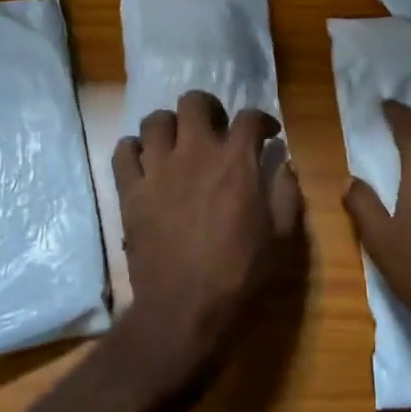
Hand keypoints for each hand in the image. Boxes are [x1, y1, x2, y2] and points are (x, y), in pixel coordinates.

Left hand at [113, 91, 301, 384]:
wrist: (185, 309)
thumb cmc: (239, 275)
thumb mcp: (282, 237)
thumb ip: (287, 194)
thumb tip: (284, 165)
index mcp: (235, 161)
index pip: (249, 118)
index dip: (261, 120)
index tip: (266, 134)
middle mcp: (195, 152)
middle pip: (194, 102)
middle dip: (207, 109)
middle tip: (214, 129)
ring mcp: (158, 168)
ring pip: (155, 120)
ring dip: (169, 127)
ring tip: (177, 145)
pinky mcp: (131, 190)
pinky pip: (123, 151)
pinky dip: (134, 151)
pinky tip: (146, 164)